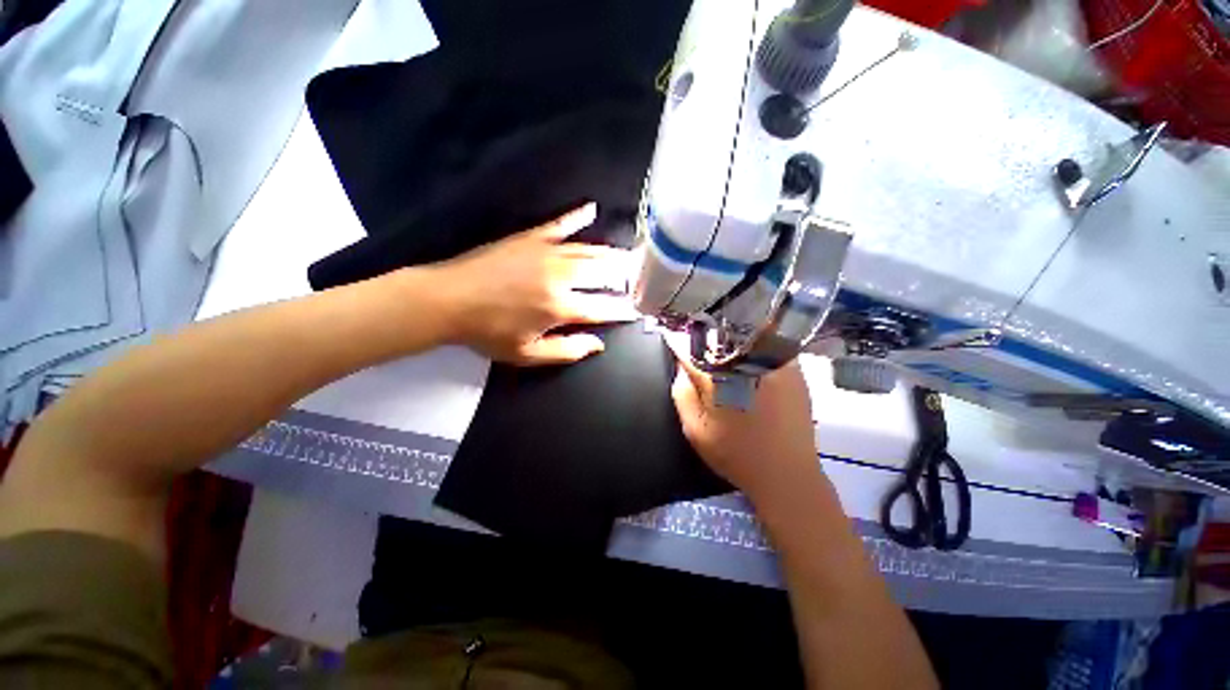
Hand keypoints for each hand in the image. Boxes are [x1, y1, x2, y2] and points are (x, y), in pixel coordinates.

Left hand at [432, 203, 637, 364]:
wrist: (448, 300)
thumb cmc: (488, 332)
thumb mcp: (527, 354)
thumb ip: (567, 351)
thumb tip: (598, 345)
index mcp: (560, 307)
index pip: (602, 308)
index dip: (621, 310)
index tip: (635, 310)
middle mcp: (560, 277)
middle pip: (602, 273)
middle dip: (625, 276)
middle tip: (639, 275)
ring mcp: (546, 253)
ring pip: (588, 250)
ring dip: (610, 253)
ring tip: (628, 255)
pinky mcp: (530, 238)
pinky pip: (559, 225)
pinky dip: (576, 217)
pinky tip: (590, 209)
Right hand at [670, 350, 819, 501]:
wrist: (787, 475)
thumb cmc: (736, 455)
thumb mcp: (696, 431)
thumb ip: (683, 395)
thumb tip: (682, 367)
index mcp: (722, 378)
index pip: (694, 349)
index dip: (680, 343)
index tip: (674, 340)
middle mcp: (750, 364)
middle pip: (720, 336)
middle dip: (705, 339)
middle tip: (698, 348)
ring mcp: (776, 364)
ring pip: (746, 337)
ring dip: (730, 340)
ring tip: (722, 352)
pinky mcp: (795, 371)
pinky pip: (768, 347)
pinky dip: (755, 348)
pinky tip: (749, 364)